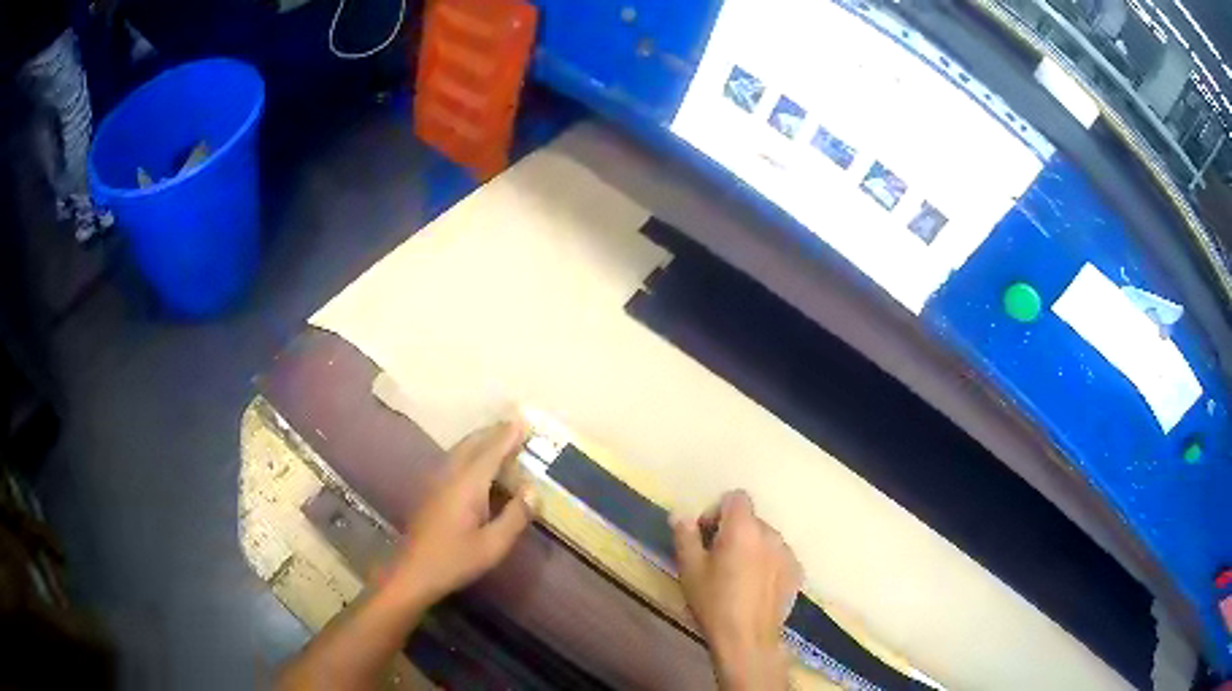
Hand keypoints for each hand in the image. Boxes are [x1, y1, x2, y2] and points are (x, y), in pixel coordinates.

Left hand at [384, 421, 534, 608]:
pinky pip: (454, 460)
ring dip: (481, 441)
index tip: (524, 420)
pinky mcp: (431, 490)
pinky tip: (479, 465)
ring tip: (501, 439)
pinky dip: (471, 453)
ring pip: (460, 450)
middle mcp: (450, 474)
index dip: (507, 436)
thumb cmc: (455, 560)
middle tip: (516, 426)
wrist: (413, 572)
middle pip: (472, 443)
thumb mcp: (493, 545)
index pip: (491, 451)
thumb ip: (515, 516)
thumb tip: (533, 491)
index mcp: (467, 484)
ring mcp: (436, 481)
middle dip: (494, 432)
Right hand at [672, 490, 800, 690]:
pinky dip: (766, 564)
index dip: (717, 511)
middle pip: (750, 520)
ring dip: (750, 548)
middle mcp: (770, 533)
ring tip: (736, 577)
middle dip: (732, 532)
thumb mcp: (690, 569)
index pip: (735, 497)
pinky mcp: (796, 571)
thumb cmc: (714, 602)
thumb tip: (680, 515)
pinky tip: (754, 588)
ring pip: (765, 539)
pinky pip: (778, 557)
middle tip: (716, 560)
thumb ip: (685, 536)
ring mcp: (787, 552)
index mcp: (743, 528)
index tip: (705, 536)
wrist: (747, 638)